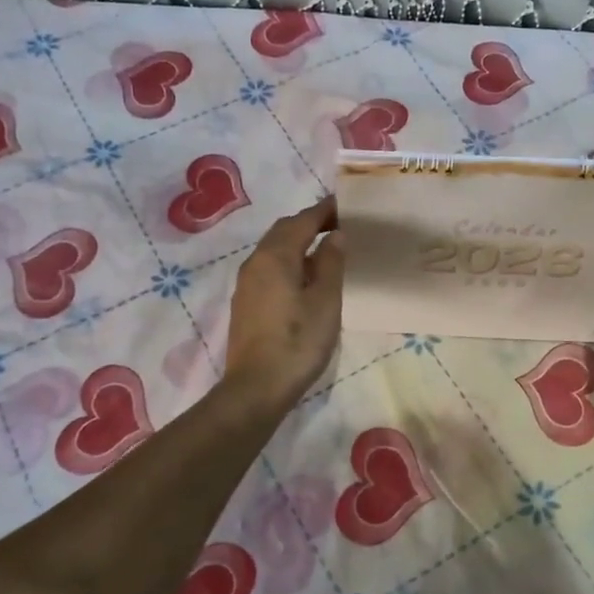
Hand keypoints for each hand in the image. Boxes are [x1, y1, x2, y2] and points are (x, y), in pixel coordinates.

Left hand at [221, 197, 343, 412]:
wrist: (256, 388)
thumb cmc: (297, 342)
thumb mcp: (325, 301)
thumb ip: (331, 263)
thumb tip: (335, 236)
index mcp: (275, 256)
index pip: (302, 220)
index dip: (325, 210)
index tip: (347, 205)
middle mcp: (256, 262)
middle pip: (284, 231)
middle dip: (310, 223)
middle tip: (339, 225)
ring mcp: (247, 284)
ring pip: (274, 250)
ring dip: (298, 242)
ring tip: (326, 249)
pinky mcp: (246, 303)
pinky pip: (269, 268)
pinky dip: (289, 261)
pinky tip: (305, 278)